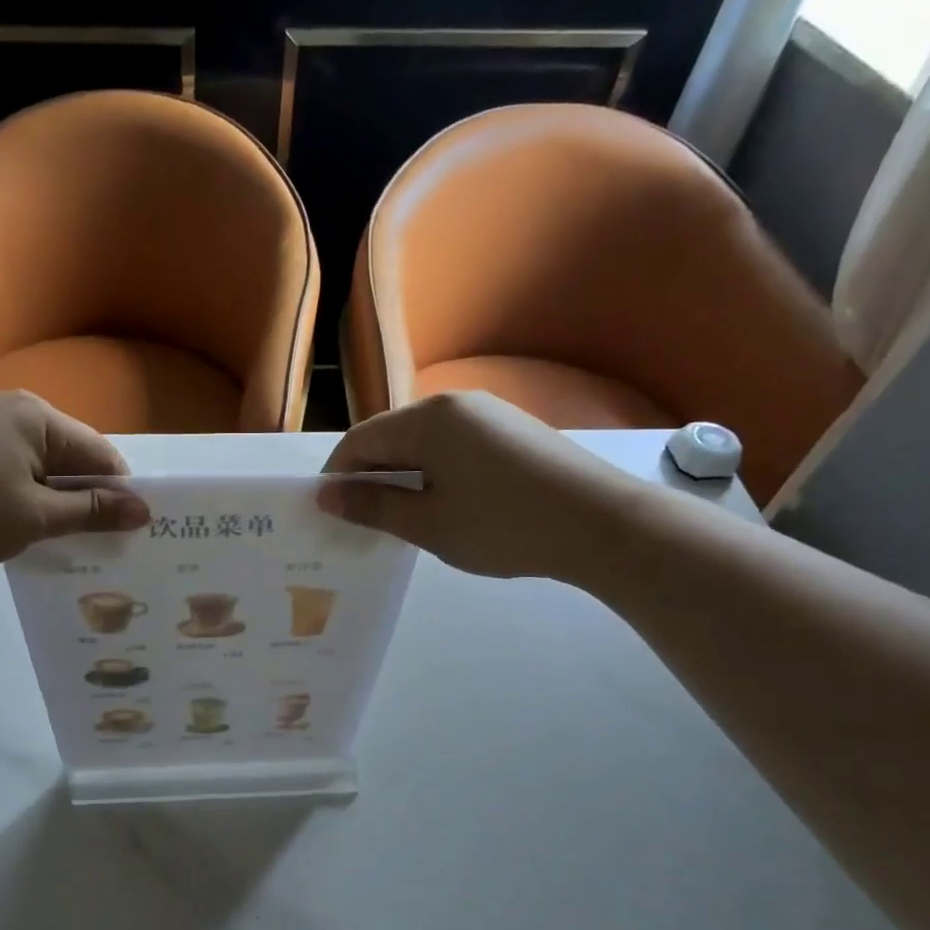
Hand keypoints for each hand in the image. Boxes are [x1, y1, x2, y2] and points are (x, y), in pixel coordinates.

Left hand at [0, 392, 150, 573]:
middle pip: (70, 456)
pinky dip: (24, 495)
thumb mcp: (35, 517)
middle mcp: (12, 409)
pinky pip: (11, 468)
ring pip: (40, 465)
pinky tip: (20, 525)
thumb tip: (144, 510)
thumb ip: (92, 512)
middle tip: (98, 542)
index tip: (129, 531)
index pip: (100, 452)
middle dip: (86, 497)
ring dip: (54, 499)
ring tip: (61, 539)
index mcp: (36, 416)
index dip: (119, 492)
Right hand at [317, 392, 654, 584]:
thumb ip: (373, 507)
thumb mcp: (428, 524)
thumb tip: (327, 497)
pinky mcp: (513, 430)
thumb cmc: (503, 525)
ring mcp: (488, 413)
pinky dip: (435, 472)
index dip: (337, 475)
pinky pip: (454, 446)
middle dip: (370, 476)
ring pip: (424, 442)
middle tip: (361, 520)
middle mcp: (454, 404)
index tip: (328, 512)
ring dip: (402, 475)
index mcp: (427, 419)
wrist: (602, 524)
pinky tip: (444, 504)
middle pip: (392, 436)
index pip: (360, 440)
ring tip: (401, 517)